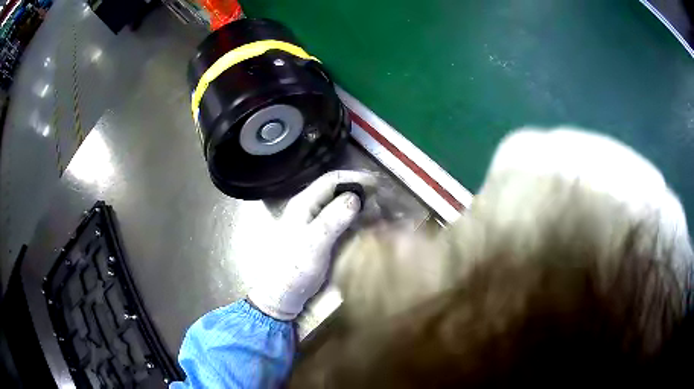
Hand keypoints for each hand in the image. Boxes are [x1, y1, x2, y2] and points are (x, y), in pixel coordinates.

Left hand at [248, 171, 375, 320]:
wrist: (283, 295)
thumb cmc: (294, 269)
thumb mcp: (314, 244)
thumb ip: (332, 220)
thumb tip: (355, 197)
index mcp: (303, 204)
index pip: (331, 180)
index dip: (354, 178)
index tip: (377, 184)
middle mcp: (309, 209)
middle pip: (337, 191)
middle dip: (359, 191)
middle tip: (381, 198)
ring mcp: (315, 223)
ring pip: (340, 206)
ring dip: (359, 206)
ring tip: (379, 211)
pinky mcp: (321, 238)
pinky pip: (342, 222)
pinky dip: (356, 221)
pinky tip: (368, 226)